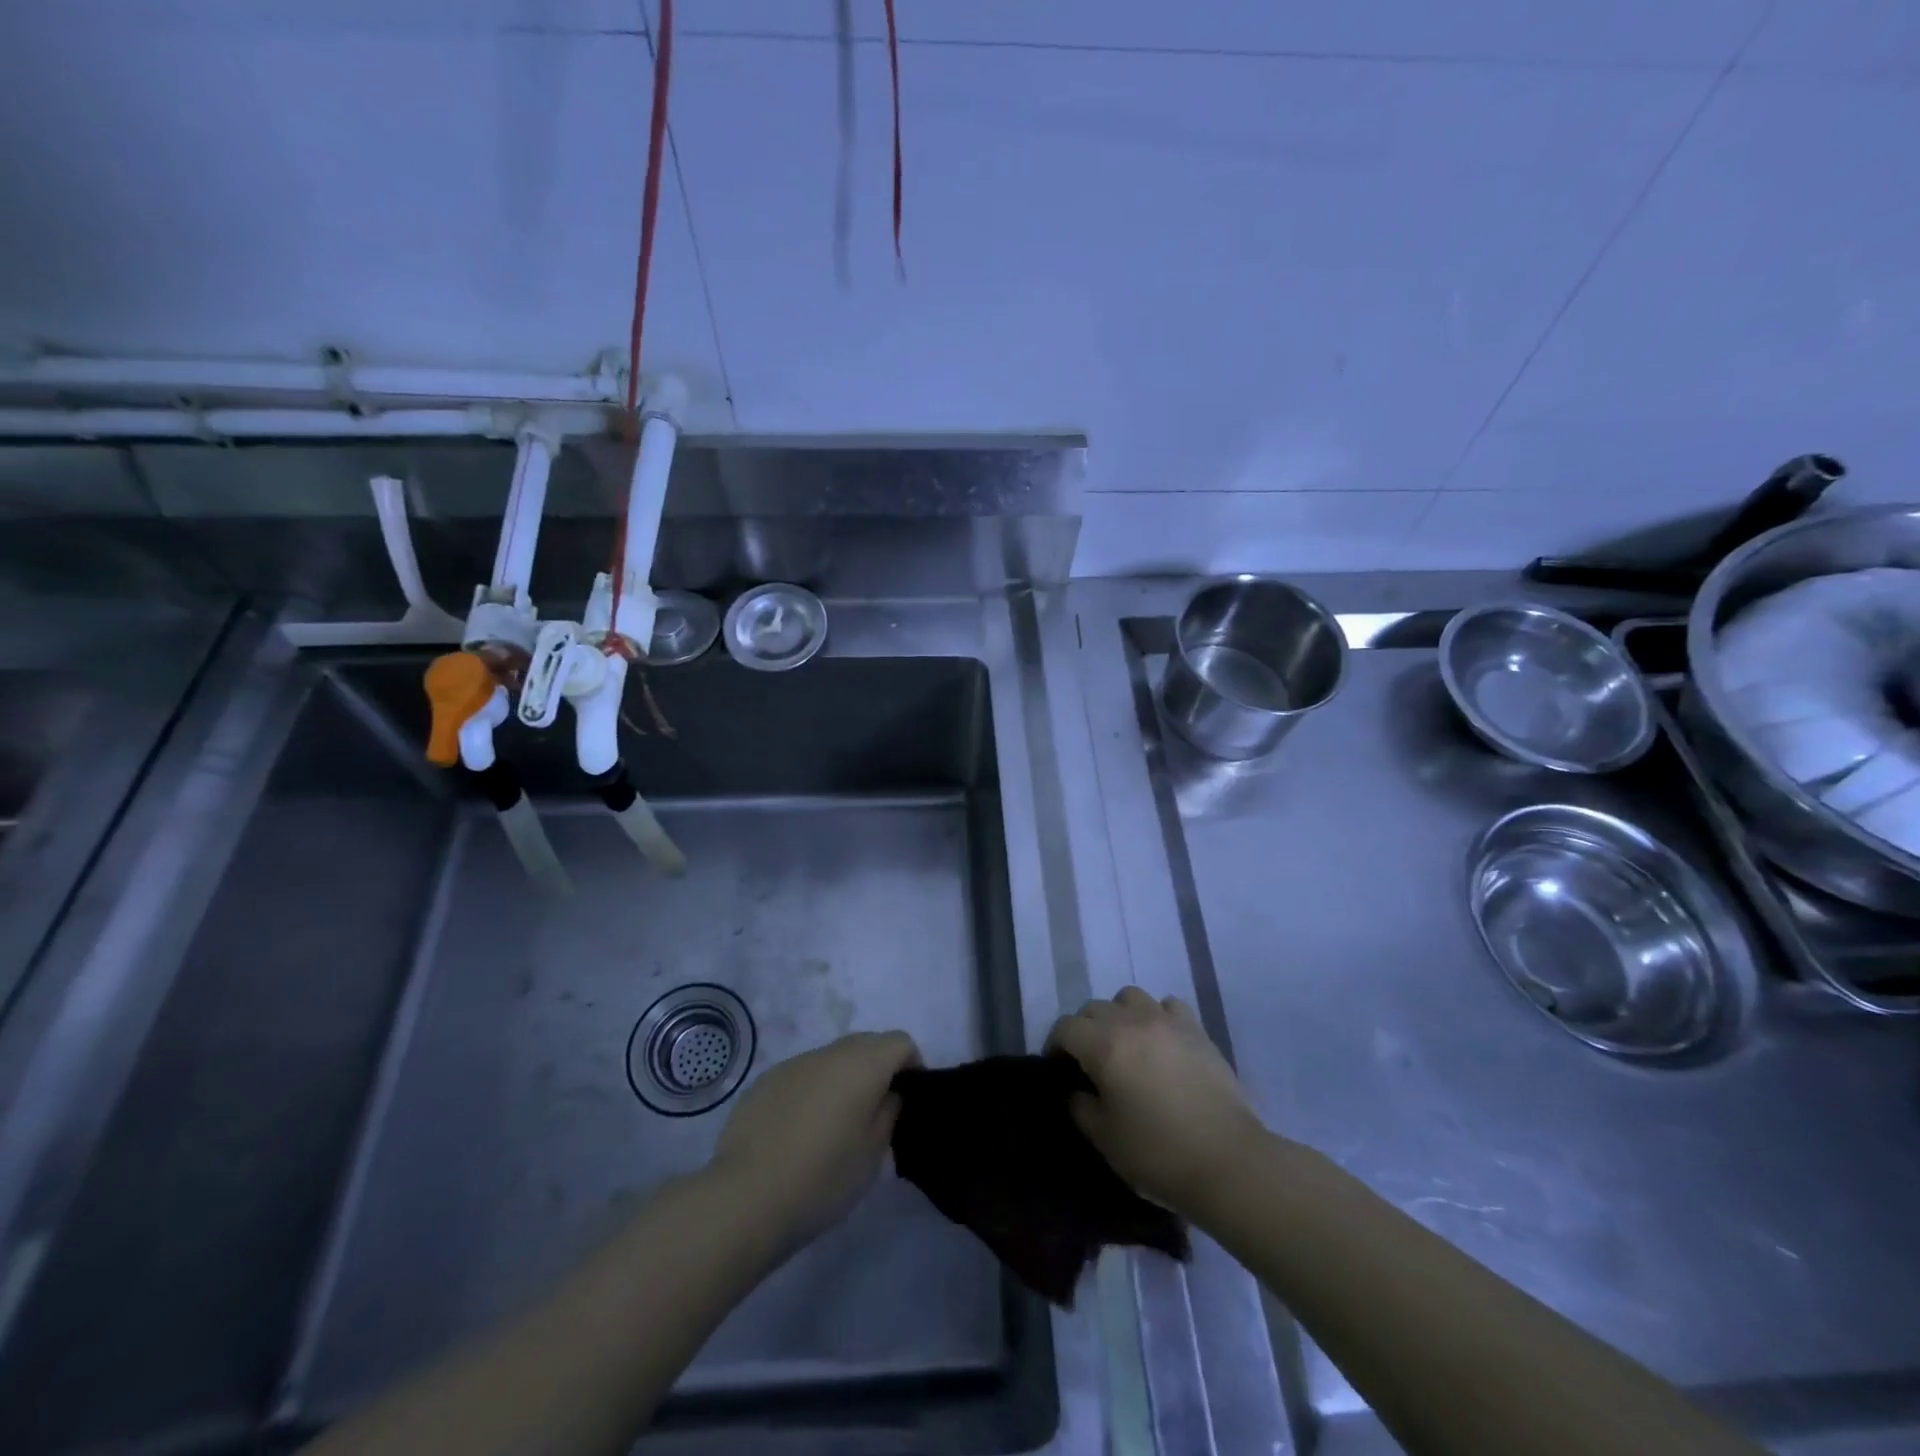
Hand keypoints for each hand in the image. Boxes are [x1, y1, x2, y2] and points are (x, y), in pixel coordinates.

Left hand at [710, 1031, 920, 1243]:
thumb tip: (888, 1094)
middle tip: (877, 1113)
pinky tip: (799, 1133)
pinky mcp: (765, 1082)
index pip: (901, 1042)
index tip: (909, 1100)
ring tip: (835, 1126)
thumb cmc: (822, 1178)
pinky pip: (802, 1076)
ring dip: (843, 1080)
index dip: (912, 1066)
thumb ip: (889, 1113)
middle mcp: (829, 1053)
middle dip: (879, 1069)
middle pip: (866, 1044)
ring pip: (832, 1059)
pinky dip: (812, 1092)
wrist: (745, 1198)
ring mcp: (793, 1064)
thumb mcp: (872, 1155)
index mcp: (862, 1064)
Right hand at [1047, 988, 1266, 1217]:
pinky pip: (1168, 1006)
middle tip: (1090, 1062)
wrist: (1228, 1161)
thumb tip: (1077, 1090)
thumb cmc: (1158, 1153)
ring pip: (1130, 997)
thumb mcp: (1105, 1138)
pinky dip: (1157, 1017)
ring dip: (1119, 1015)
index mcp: (1103, 1045)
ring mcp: (1167, 1021)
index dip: (1055, 1046)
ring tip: (1126, 1044)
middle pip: (1094, 1008)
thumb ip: (1081, 1107)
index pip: (1065, 1028)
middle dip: (1084, 1030)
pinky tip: (1161, 1042)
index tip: (1058, 1069)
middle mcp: (1132, 1021)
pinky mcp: (1197, 1029)